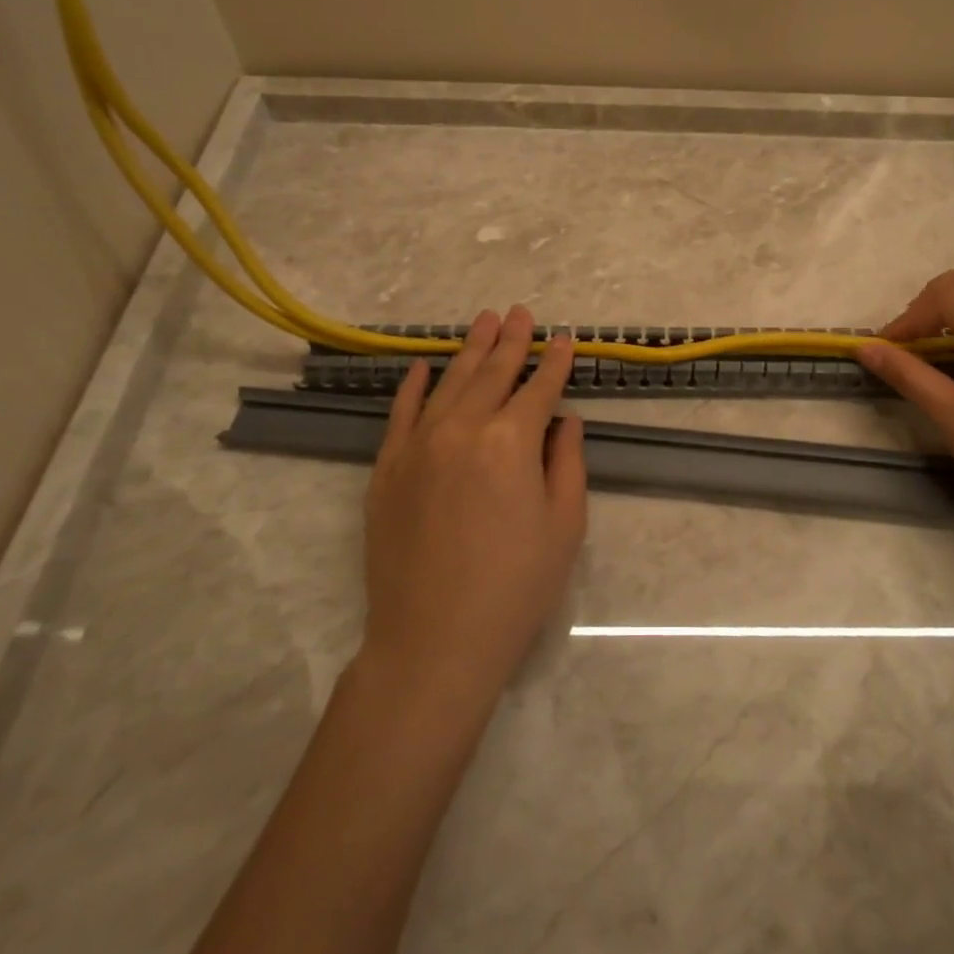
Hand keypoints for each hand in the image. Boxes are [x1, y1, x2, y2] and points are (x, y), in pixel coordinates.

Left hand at [360, 306, 586, 709]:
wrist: (433, 641)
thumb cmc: (515, 587)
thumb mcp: (564, 525)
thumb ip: (567, 462)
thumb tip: (564, 421)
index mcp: (512, 441)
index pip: (539, 388)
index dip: (555, 362)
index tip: (565, 339)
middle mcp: (463, 428)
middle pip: (493, 373)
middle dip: (512, 341)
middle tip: (521, 312)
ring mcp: (418, 445)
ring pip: (449, 383)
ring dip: (470, 350)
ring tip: (484, 322)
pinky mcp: (386, 468)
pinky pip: (400, 413)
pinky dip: (411, 386)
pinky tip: (421, 366)